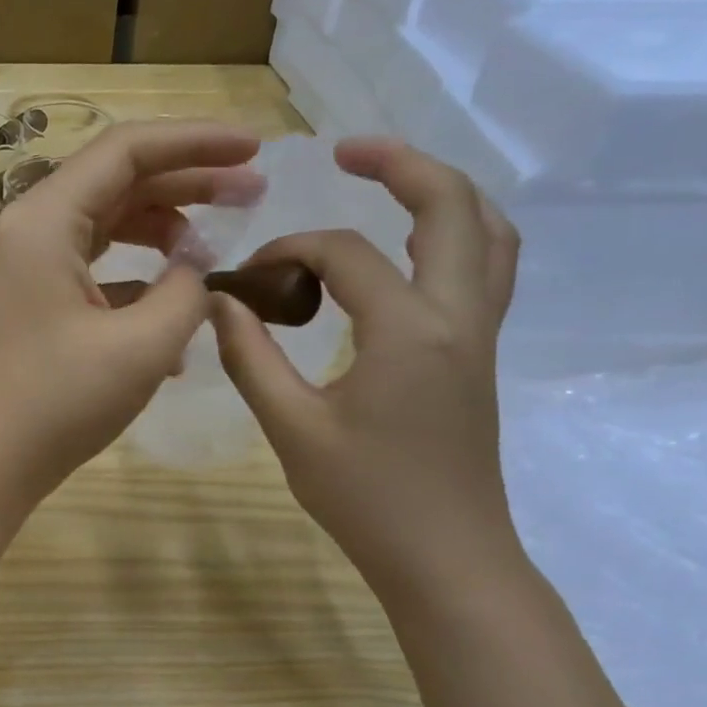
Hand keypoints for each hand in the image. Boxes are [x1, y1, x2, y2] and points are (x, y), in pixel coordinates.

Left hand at [0, 120, 264, 498]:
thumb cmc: (58, 404)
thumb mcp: (142, 346)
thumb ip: (187, 292)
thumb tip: (196, 270)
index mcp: (44, 220)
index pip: (126, 151)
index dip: (196, 142)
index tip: (254, 150)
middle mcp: (29, 231)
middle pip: (117, 183)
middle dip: (188, 183)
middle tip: (253, 193)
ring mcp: (28, 268)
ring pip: (106, 226)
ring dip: (163, 231)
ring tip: (217, 249)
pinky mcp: (35, 303)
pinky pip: (94, 270)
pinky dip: (137, 279)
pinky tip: (177, 311)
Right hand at [211, 138, 521, 595]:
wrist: (445, 556)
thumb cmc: (366, 498)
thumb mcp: (291, 428)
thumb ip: (251, 358)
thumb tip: (219, 305)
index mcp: (409, 328)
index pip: (345, 254)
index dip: (289, 251)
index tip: (248, 279)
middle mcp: (458, 315)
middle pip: (452, 206)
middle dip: (401, 165)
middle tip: (347, 149)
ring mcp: (479, 334)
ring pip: (487, 233)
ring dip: (442, 194)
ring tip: (389, 183)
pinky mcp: (479, 356)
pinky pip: (484, 269)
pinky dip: (454, 236)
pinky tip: (410, 252)